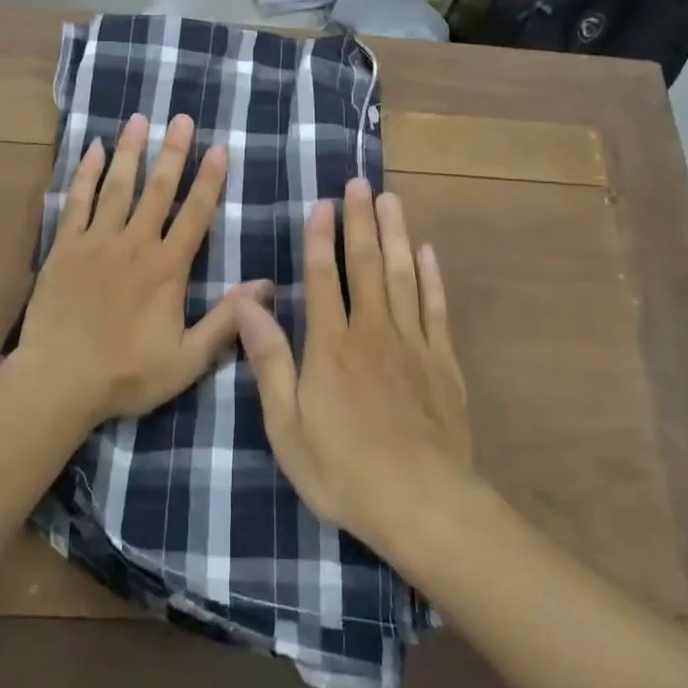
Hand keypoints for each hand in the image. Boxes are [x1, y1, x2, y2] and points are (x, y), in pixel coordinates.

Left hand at [18, 112, 267, 427]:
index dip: (209, 181)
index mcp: (167, 268)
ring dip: (130, 151)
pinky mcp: (65, 247)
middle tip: (182, 118)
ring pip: (118, 186)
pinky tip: (93, 150)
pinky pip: (77, 202)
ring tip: (139, 120)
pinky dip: (86, 175)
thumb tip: (267, 286)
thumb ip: (227, 321)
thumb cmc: (127, 374)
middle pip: (158, 190)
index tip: (219, 148)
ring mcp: (97, 242)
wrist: (58, 381)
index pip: (195, 215)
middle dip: (173, 152)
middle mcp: (135, 244)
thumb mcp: (188, 359)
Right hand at [234, 179, 471, 558]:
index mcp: (330, 345)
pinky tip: (428, 253)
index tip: (324, 204)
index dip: (322, 238)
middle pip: (366, 265)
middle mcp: (372, 331)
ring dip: (396, 235)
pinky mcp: (443, 362)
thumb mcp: (286, 424)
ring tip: (393, 200)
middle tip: (361, 183)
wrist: (423, 503)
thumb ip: (268, 359)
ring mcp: (412, 343)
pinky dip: (432, 277)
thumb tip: (245, 302)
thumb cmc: (343, 469)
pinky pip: (436, 308)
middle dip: (362, 221)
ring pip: (403, 275)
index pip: (324, 277)